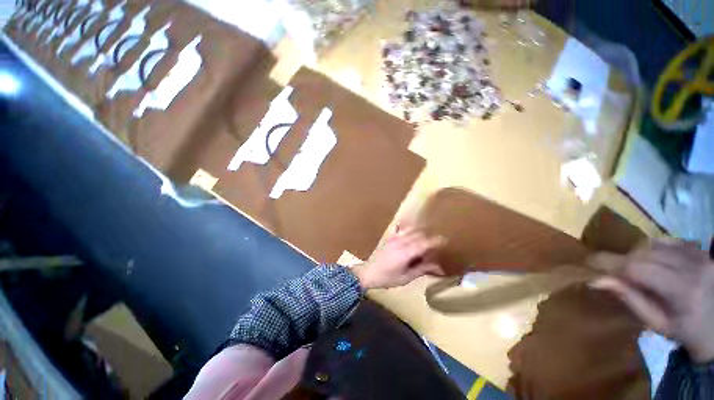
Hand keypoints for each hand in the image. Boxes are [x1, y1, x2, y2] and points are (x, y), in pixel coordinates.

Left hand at [353, 225, 444, 289]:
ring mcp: (393, 238)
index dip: (435, 241)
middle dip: (428, 236)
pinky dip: (405, 226)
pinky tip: (407, 226)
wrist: (368, 273)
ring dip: (419, 231)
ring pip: (410, 230)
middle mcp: (401, 242)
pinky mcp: (388, 238)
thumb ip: (421, 269)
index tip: (444, 240)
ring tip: (425, 234)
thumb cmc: (387, 278)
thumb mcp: (406, 277)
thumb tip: (437, 266)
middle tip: (436, 241)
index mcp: (406, 252)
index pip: (424, 243)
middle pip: (418, 235)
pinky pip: (398, 228)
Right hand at [589, 239, 713, 362]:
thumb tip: (598, 280)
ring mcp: (699, 255)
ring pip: (655, 244)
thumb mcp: (657, 323)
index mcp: (682, 291)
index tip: (588, 261)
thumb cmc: (685, 331)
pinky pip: (668, 240)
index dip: (611, 262)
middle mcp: (692, 267)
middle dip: (623, 259)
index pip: (638, 268)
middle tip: (610, 269)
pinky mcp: (700, 249)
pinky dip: (653, 247)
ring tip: (633, 268)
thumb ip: (631, 299)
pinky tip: (652, 259)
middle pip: (645, 253)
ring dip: (637, 254)